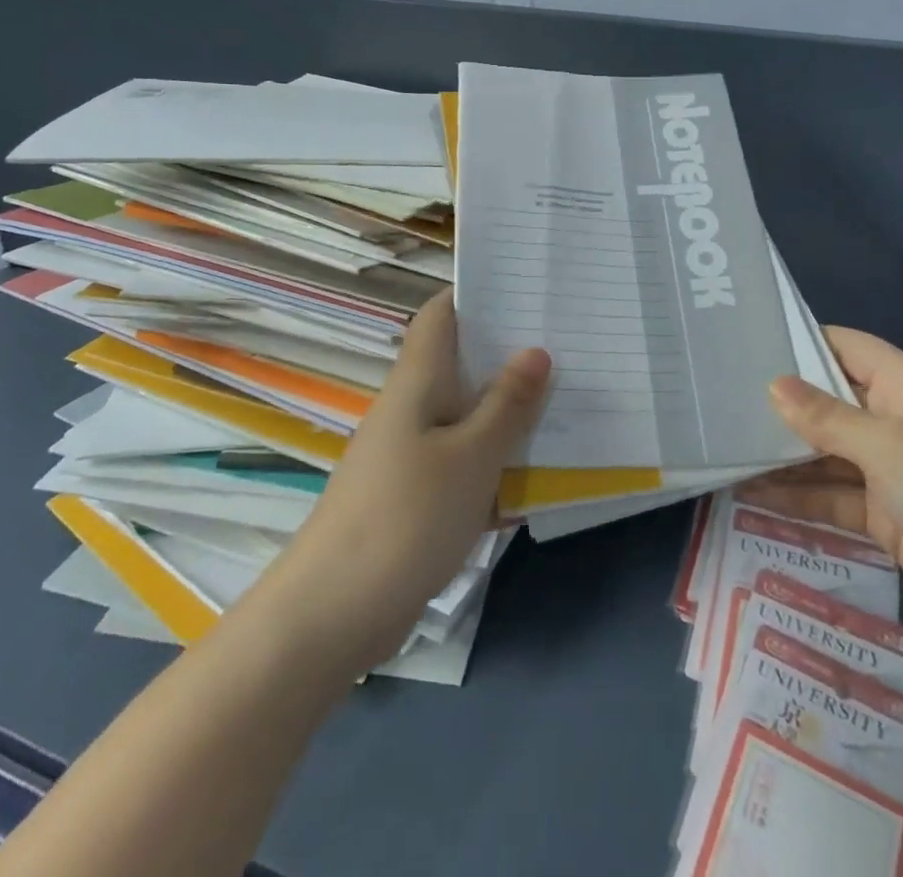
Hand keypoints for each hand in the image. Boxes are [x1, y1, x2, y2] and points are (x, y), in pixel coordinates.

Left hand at [263, 289, 550, 673]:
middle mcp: (413, 407)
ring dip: (511, 412)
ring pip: (470, 415)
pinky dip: (498, 462)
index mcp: (419, 381)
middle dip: (512, 354)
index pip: (442, 314)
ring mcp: (413, 453)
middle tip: (570, 344)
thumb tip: (536, 351)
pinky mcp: (417, 495)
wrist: (332, 614)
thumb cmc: (405, 518)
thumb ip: (507, 404)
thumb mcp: (471, 457)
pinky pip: (466, 462)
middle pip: (463, 363)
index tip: (528, 288)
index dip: (478, 293)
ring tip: (569, 400)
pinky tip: (541, 473)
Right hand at [741, 328, 902, 671]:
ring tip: (722, 448)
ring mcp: (890, 472)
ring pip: (825, 453)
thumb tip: (774, 384)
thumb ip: (827, 418)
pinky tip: (751, 497)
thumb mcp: (888, 448)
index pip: (843, 346)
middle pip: (828, 401)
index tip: (743, 341)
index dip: (799, 340)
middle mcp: (894, 421)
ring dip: (782, 455)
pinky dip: (798, 498)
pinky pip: (832, 498)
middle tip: (716, 399)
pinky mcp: (886, 517)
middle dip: (780, 403)